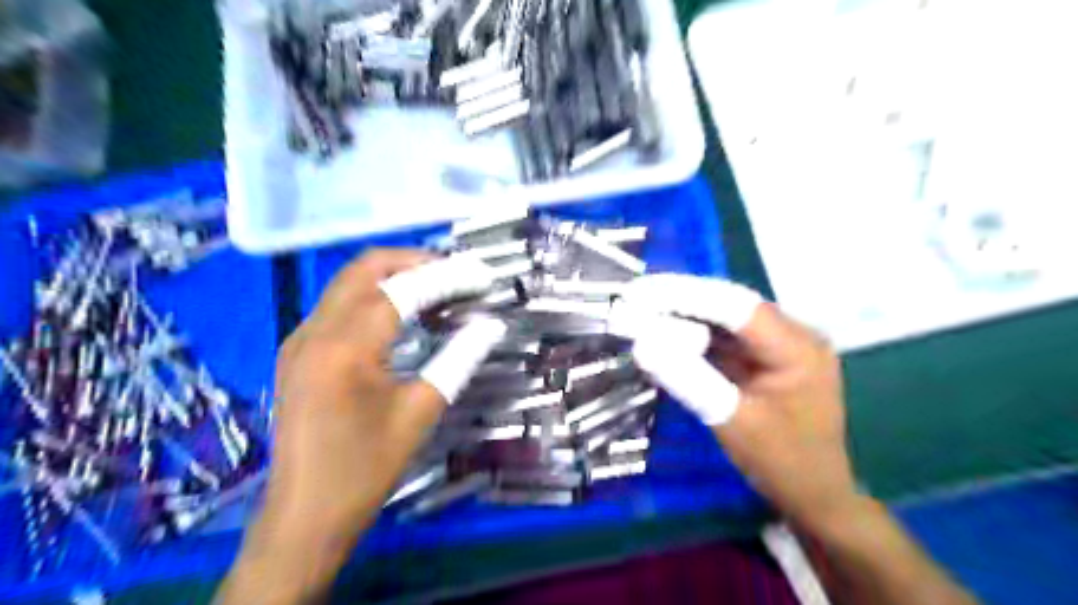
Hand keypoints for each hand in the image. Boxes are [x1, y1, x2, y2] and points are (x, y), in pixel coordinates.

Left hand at [220, 250, 508, 603]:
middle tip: (458, 274)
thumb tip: (491, 325)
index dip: (447, 277)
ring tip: (439, 290)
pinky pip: (339, 305)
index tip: (482, 276)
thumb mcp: (421, 412)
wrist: (304, 515)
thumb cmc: (366, 468)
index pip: (403, 289)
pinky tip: (403, 315)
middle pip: (367, 267)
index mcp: (346, 347)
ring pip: (350, 282)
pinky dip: (375, 297)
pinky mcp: (297, 351)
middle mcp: (315, 331)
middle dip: (417, 262)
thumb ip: (458, 359)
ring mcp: (300, 339)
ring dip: (396, 277)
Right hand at [625, 275, 849, 533]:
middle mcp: (793, 334)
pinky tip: (665, 330)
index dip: (685, 295)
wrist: (816, 495)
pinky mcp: (767, 356)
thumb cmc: (782, 463)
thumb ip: (689, 379)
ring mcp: (781, 344)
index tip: (640, 294)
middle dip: (679, 299)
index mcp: (797, 347)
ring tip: (640, 308)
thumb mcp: (731, 422)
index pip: (735, 305)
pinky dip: (694, 333)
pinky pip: (726, 336)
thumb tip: (641, 344)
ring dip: (684, 313)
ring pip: (725, 317)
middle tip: (632, 297)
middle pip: (729, 304)